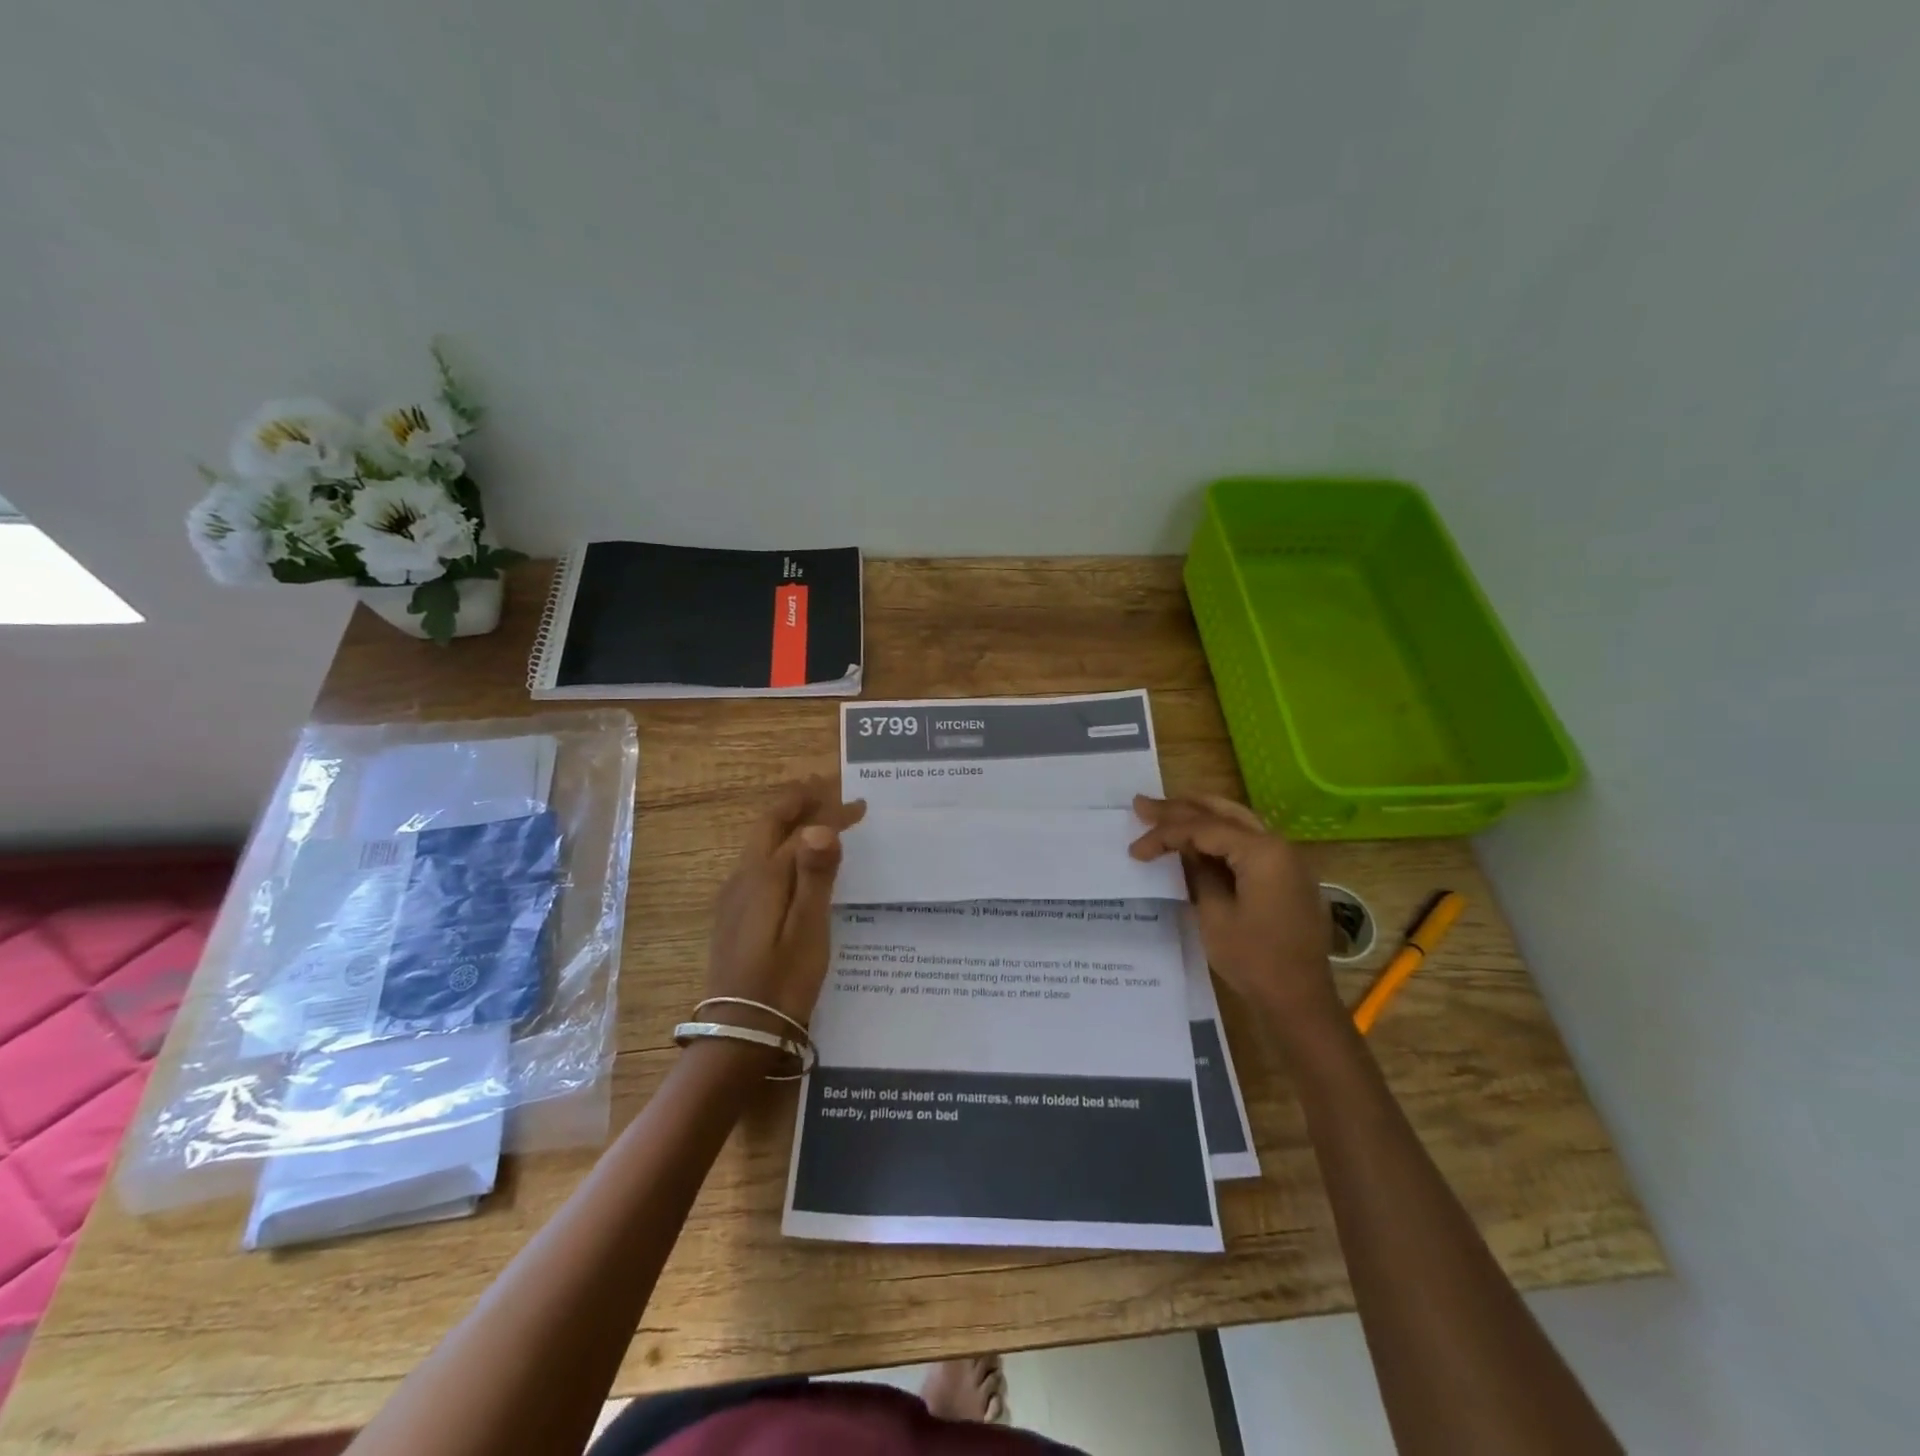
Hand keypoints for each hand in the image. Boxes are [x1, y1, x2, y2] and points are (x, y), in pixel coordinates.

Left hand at [706, 776, 866, 1026]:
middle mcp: (743, 877)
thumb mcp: (808, 930)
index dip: (829, 812)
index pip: (799, 829)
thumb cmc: (783, 981)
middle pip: (770, 826)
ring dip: (789, 822)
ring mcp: (734, 897)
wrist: (740, 1032)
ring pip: (762, 843)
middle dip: (799, 802)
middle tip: (827, 788)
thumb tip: (820, 826)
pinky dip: (781, 847)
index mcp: (763, 876)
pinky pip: (759, 863)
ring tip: (816, 815)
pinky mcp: (734, 915)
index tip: (859, 805)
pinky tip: (795, 864)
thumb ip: (815, 876)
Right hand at [1129, 794, 1338, 1028]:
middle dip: (1181, 808)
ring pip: (1239, 822)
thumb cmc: (1254, 959)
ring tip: (1168, 809)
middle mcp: (1279, 845)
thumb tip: (1183, 849)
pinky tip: (1200, 837)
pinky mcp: (1287, 876)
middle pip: (1222, 814)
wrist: (1299, 1000)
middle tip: (1143, 804)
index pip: (1203, 829)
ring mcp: (1288, 860)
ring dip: (1202, 815)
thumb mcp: (1214, 914)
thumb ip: (1197, 872)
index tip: (1135, 850)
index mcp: (1262, 851)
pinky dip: (1221, 834)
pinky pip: (1250, 841)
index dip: (1164, 835)